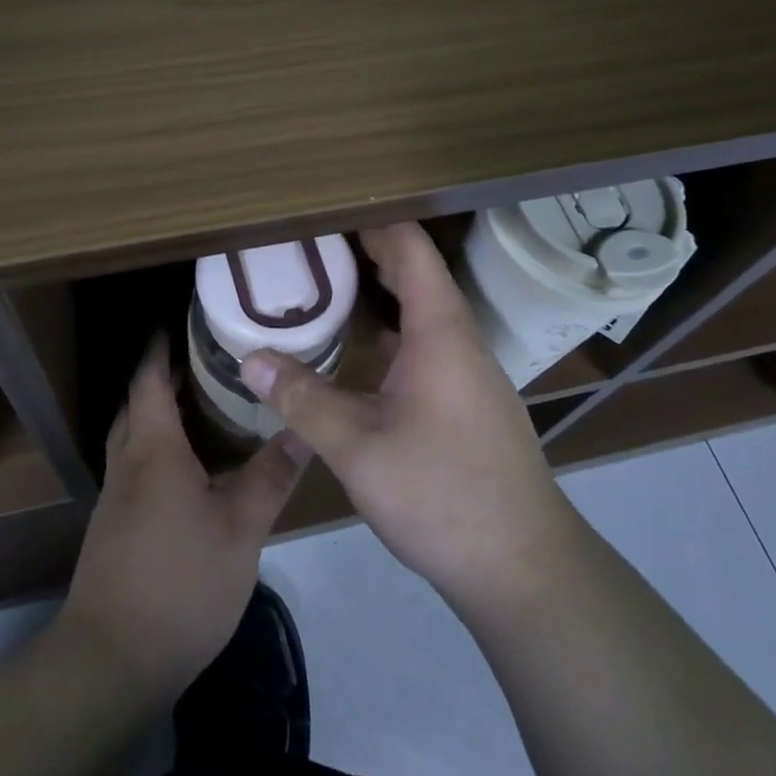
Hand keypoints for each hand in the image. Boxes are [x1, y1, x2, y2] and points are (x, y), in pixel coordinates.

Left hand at [59, 335, 305, 704]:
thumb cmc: (180, 583)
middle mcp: (128, 464)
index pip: (150, 381)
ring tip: (200, 407)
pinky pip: (135, 467)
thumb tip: (302, 428)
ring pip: (133, 437)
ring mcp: (116, 499)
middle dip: (161, 377)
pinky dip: (156, 449)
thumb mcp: (240, 529)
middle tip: (203, 361)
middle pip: (137, 405)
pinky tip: (188, 469)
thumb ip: (271, 476)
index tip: (181, 323)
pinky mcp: (114, 529)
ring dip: (158, 413)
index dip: (160, 349)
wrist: (111, 661)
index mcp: (154, 451)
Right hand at [239, 223, 573, 612]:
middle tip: (311, 238)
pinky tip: (361, 346)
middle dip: (367, 247)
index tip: (325, 207)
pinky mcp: (468, 399)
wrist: (525, 568)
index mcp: (440, 331)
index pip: (409, 248)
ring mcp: (469, 370)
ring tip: (327, 279)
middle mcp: (459, 339)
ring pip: (423, 308)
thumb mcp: (358, 449)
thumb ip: (302, 399)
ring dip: (380, 287)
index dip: (371, 220)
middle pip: (416, 271)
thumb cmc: (443, 496)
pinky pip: (427, 339)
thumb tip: (249, 357)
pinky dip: (391, 325)